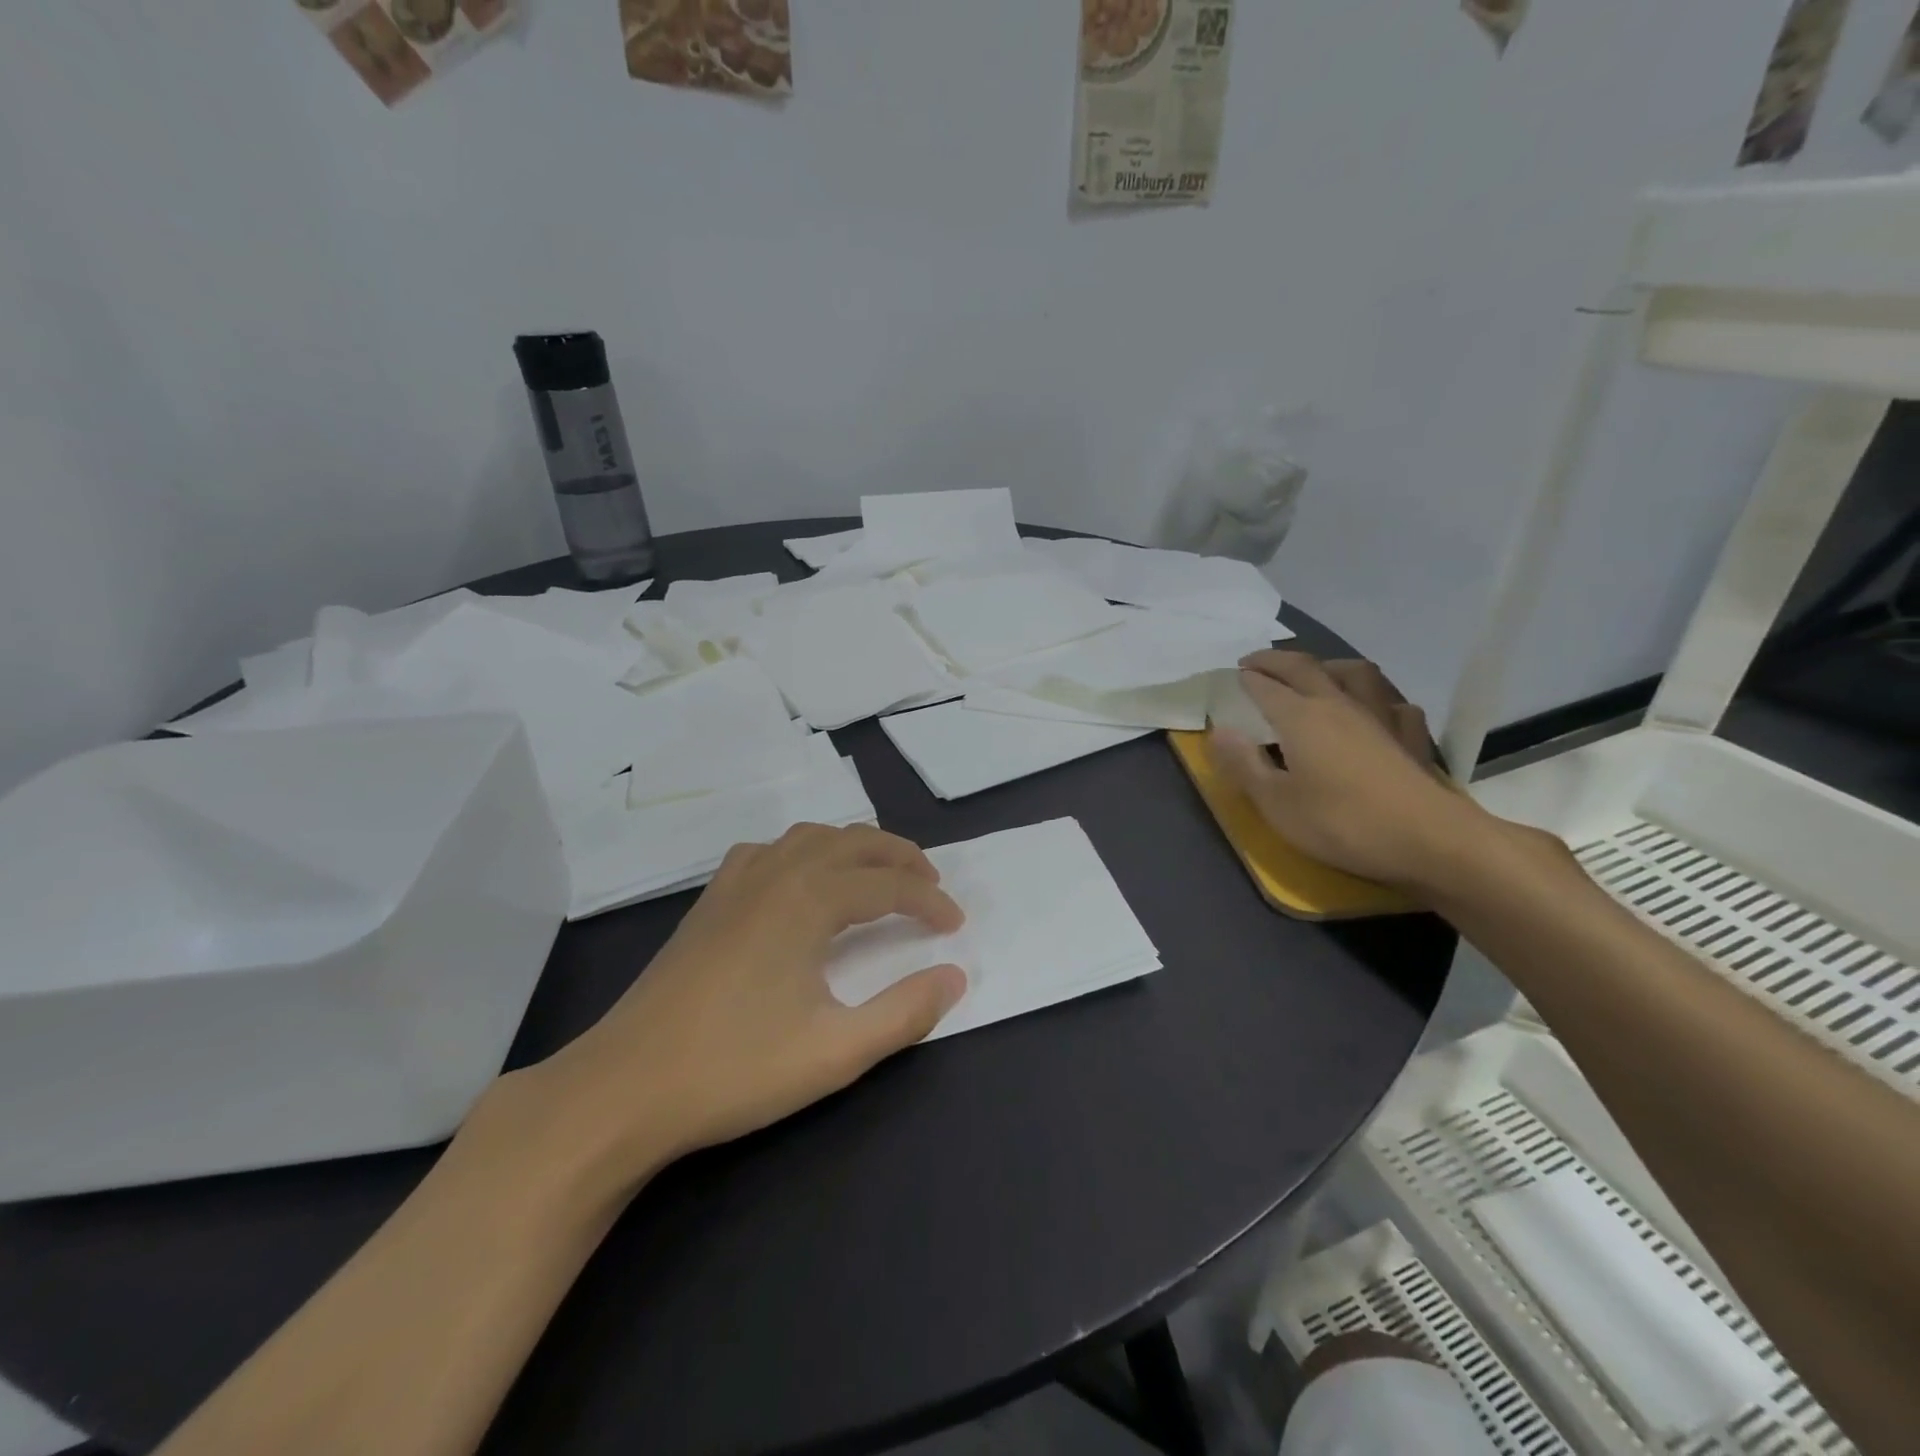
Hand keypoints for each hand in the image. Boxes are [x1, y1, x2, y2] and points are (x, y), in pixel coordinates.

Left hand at [524, 824, 967, 1191]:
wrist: (625, 1086)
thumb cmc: (736, 1068)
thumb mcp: (836, 1052)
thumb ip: (905, 1012)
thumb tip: (955, 976)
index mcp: (809, 900)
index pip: (889, 886)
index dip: (929, 902)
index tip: (956, 926)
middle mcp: (776, 874)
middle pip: (854, 843)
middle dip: (900, 858)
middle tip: (931, 885)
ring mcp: (736, 883)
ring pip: (810, 837)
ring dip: (854, 847)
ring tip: (878, 875)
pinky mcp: (709, 901)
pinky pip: (768, 851)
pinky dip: (802, 851)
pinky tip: (800, 879)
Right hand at [1209, 651, 1490, 893]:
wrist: (1431, 841)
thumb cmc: (1342, 823)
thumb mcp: (1275, 803)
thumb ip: (1242, 764)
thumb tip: (1219, 731)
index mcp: (1300, 716)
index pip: (1265, 685)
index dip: (1245, 678)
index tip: (1229, 676)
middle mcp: (1338, 704)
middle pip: (1304, 667)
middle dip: (1275, 660)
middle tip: (1254, 662)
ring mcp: (1380, 716)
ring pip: (1353, 672)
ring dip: (1327, 665)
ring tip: (1315, 672)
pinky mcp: (1410, 736)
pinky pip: (1391, 701)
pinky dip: (1375, 696)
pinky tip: (1373, 708)